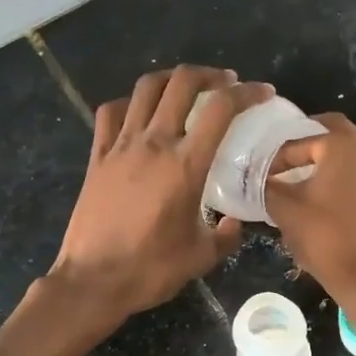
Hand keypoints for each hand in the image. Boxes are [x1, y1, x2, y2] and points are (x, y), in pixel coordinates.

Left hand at [48, 65, 270, 322]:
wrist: (92, 281)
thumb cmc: (150, 270)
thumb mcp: (201, 257)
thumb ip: (226, 235)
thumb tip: (235, 222)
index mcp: (186, 166)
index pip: (221, 109)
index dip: (247, 93)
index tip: (262, 93)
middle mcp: (154, 144)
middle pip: (182, 83)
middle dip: (209, 74)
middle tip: (225, 83)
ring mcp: (120, 146)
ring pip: (145, 89)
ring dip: (171, 79)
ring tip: (186, 88)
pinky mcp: (97, 157)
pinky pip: (111, 112)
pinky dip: (130, 103)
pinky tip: (140, 112)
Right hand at [265, 113, 355, 307]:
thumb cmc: (324, 237)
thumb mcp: (284, 210)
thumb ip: (267, 187)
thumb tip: (257, 179)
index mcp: (342, 146)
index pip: (301, 141)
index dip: (277, 157)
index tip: (263, 173)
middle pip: (334, 132)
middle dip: (309, 141)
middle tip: (287, 157)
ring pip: (353, 153)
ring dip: (330, 159)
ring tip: (306, 176)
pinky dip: (346, 178)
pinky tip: (330, 199)